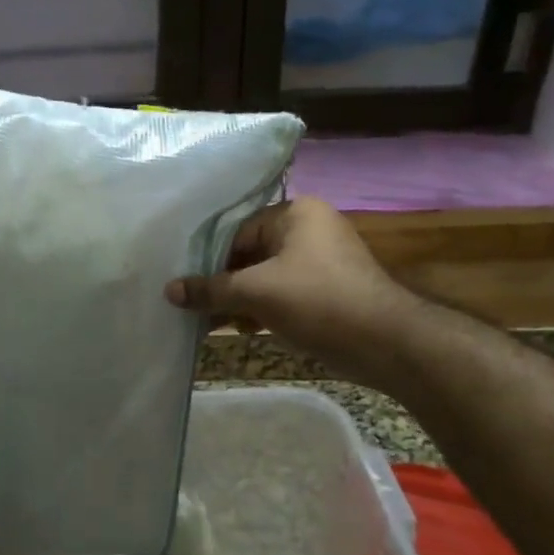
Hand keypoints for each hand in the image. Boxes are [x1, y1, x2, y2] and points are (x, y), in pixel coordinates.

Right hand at [166, 197, 408, 378]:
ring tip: (210, 322)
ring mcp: (321, 260)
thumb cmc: (316, 301)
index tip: (186, 283)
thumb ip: (210, 290)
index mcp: (296, 213)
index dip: (209, 258)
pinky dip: (262, 308)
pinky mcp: (328, 290)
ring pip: (265, 275)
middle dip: (223, 282)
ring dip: (240, 299)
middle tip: (193, 305)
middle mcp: (309, 229)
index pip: (237, 229)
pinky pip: (283, 292)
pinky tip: (241, 328)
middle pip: (250, 252)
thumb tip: (169, 290)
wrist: (384, 342)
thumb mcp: (256, 293)